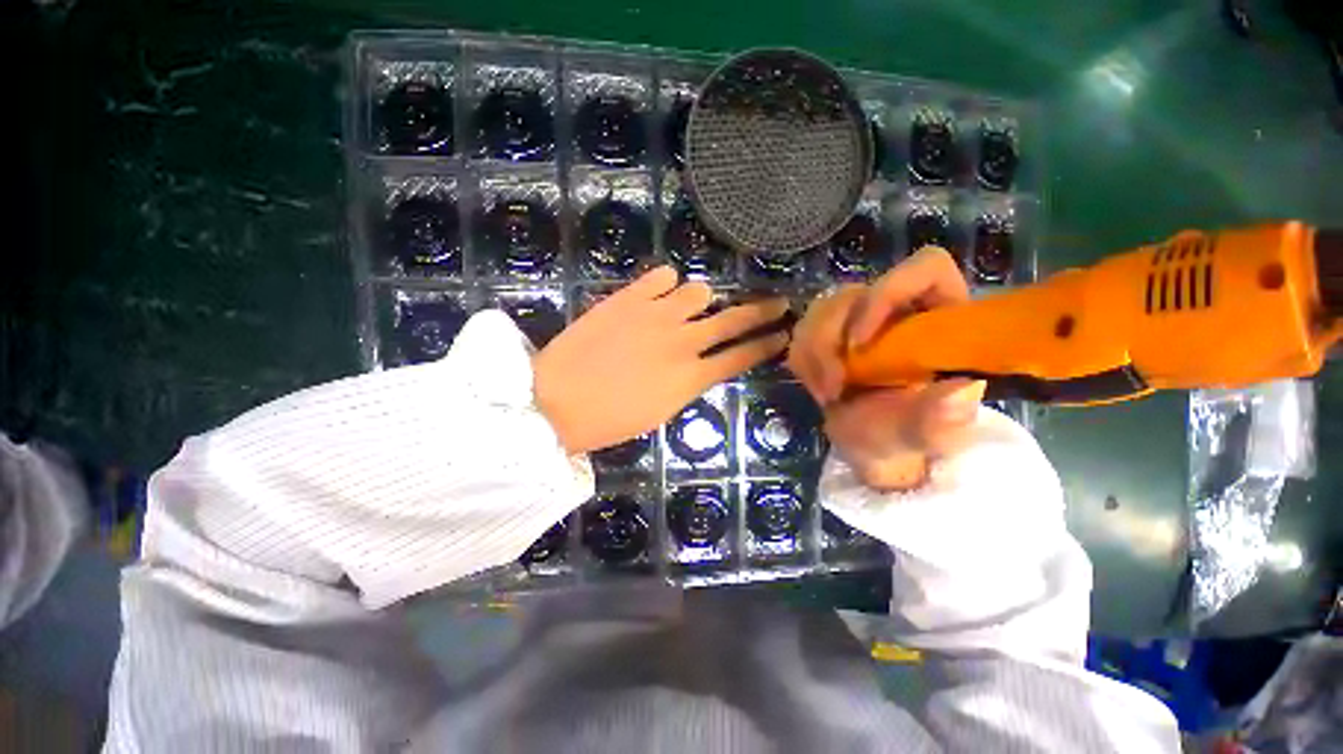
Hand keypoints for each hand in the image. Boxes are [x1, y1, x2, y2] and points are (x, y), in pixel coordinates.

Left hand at [534, 266, 789, 453]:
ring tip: (689, 305)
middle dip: (763, 312)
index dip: (767, 345)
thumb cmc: (607, 420)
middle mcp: (682, 341)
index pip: (742, 357)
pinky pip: (662, 275)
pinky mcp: (628, 297)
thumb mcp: (659, 413)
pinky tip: (660, 291)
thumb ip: (687, 384)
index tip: (785, 334)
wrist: (554, 401)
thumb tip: (701, 364)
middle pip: (734, 319)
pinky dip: (666, 282)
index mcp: (690, 379)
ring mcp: (656, 315)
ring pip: (699, 290)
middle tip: (779, 303)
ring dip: (701, 299)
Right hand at [788, 248, 985, 490]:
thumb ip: (941, 419)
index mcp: (938, 318)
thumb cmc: (904, 437)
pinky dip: (804, 363)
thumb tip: (962, 391)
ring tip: (828, 394)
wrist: (869, 444)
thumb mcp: (924, 435)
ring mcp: (857, 319)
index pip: (922, 270)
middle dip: (830, 341)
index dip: (886, 293)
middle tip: (834, 388)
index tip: (859, 343)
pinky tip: (819, 389)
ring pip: (820, 310)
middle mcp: (896, 309)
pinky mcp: (829, 333)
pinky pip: (802, 332)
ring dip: (813, 355)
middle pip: (852, 293)